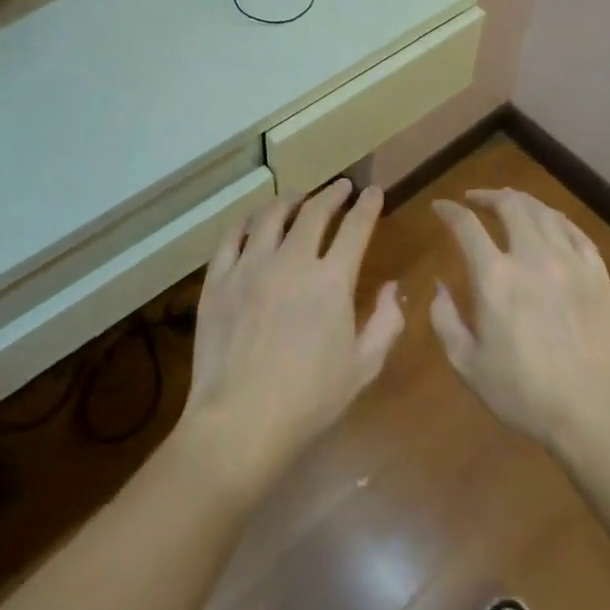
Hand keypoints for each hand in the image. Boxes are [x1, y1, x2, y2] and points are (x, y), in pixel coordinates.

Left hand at [179, 180, 403, 498]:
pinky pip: (232, 237)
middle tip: (341, 188)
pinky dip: (247, 222)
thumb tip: (391, 287)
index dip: (368, 206)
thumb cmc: (310, 399)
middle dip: (332, 194)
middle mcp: (291, 260)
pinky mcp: (218, 279)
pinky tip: (253, 222)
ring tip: (298, 199)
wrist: (241, 420)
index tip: (374, 192)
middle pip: (314, 212)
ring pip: (271, 216)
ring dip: (290, 201)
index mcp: (331, 280)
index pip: (356, 227)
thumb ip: (386, 322)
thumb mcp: (364, 367)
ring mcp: (250, 266)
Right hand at [430, 188, 609, 447]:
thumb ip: (445, 320)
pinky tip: (551, 223)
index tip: (440, 207)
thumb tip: (439, 287)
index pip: (466, 226)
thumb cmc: (524, 393)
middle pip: (510, 206)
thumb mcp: (467, 364)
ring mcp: (570, 262)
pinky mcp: (598, 274)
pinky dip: (556, 220)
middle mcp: (531, 256)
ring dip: (522, 202)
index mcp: (495, 277)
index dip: (449, 211)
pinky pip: (575, 232)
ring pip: (544, 212)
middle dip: (488, 196)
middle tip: (475, 199)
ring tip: (511, 204)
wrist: (595, 411)